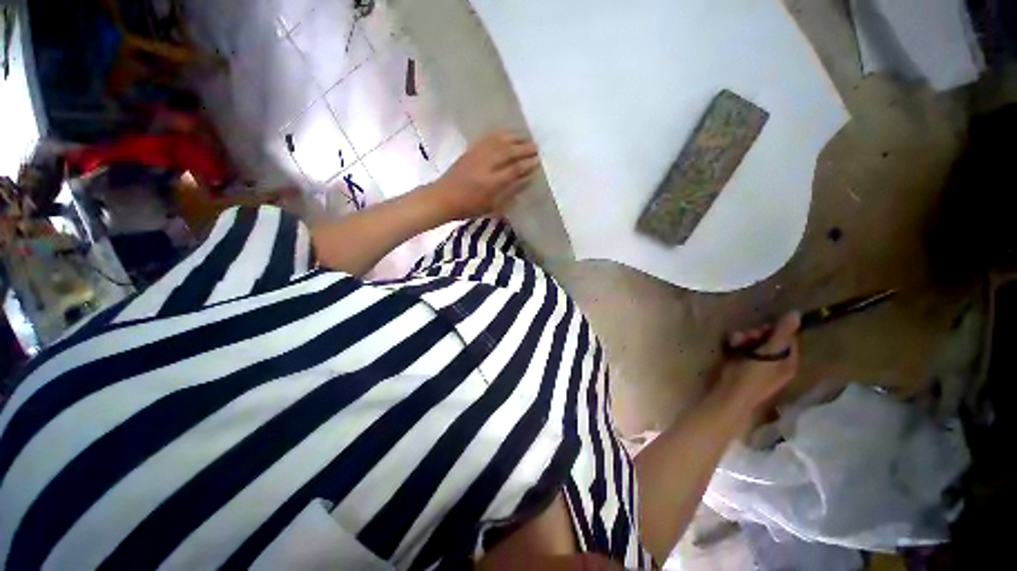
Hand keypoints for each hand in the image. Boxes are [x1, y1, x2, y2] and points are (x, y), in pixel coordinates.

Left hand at [428, 131, 539, 218]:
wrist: (443, 198)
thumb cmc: (469, 207)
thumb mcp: (492, 205)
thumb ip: (510, 191)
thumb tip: (526, 179)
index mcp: (491, 183)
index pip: (514, 170)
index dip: (527, 165)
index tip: (538, 161)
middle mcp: (485, 166)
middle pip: (508, 152)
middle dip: (524, 149)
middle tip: (537, 147)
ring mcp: (477, 155)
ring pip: (499, 142)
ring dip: (514, 138)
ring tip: (526, 137)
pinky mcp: (470, 150)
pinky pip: (487, 138)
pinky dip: (500, 134)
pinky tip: (508, 134)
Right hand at [716, 312, 800, 414]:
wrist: (732, 394)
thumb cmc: (754, 375)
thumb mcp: (770, 353)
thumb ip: (783, 333)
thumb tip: (797, 313)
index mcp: (789, 360)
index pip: (789, 337)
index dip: (777, 329)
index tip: (765, 327)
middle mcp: (777, 360)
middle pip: (771, 338)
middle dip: (758, 333)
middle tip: (749, 334)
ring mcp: (760, 362)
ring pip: (755, 340)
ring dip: (746, 336)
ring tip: (736, 339)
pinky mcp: (744, 361)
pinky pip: (744, 346)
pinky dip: (738, 342)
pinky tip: (732, 343)